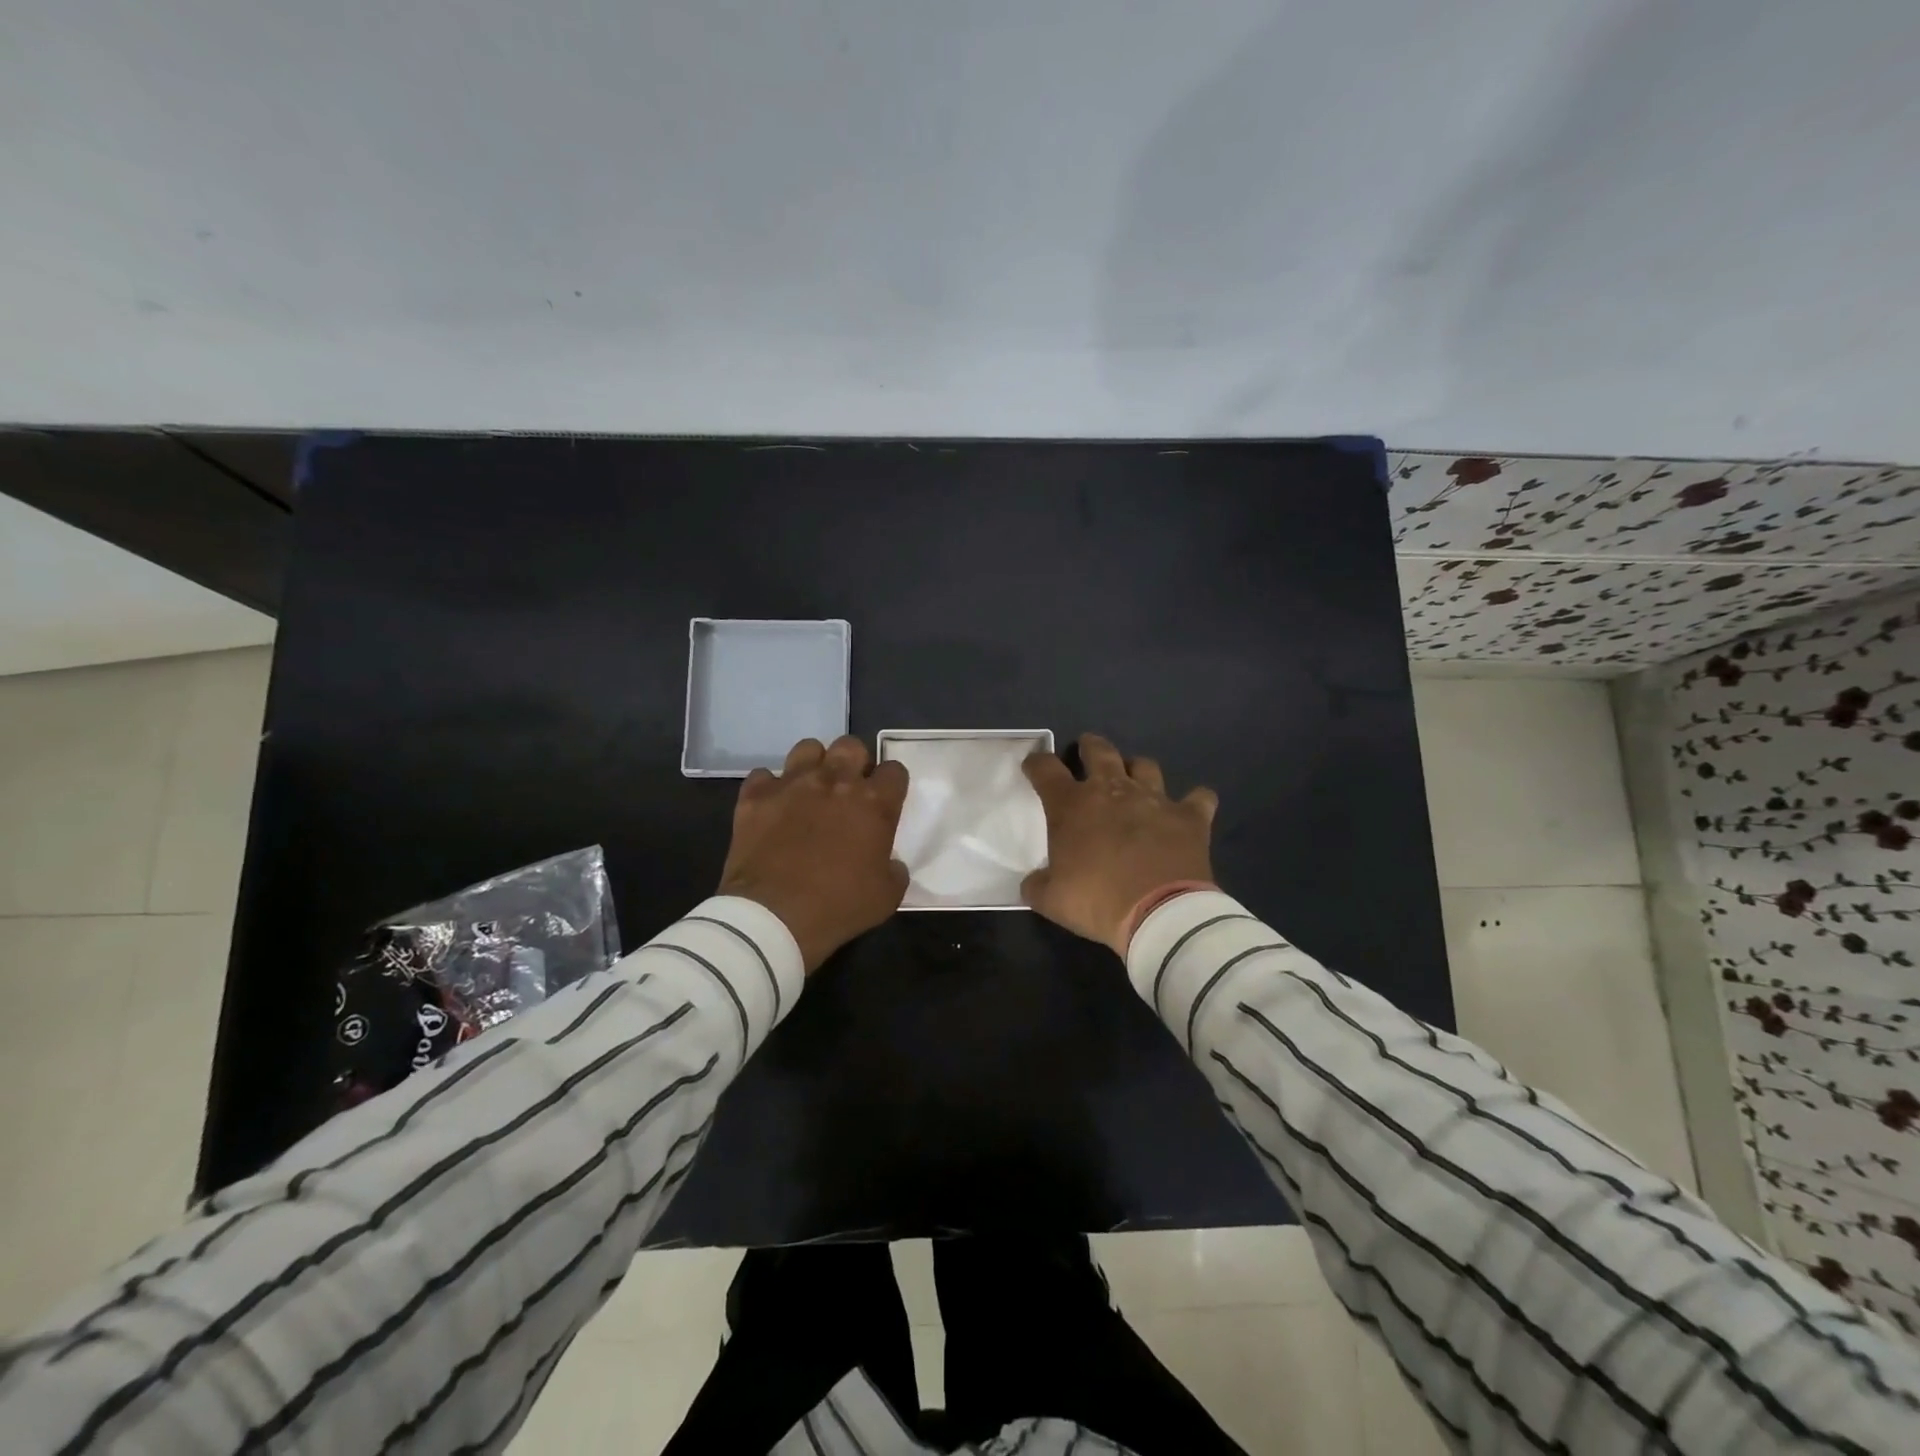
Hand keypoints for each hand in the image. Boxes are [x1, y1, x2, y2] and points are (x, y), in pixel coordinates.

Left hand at [718, 736, 910, 973]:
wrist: (773, 917)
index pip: (894, 770)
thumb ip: (894, 870)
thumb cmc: (838, 907)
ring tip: (810, 790)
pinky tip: (772, 807)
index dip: (891, 784)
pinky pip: (763, 776)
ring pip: (808, 748)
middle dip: (854, 763)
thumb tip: (889, 862)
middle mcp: (835, 782)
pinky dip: (769, 788)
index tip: (885, 802)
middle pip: (851, 746)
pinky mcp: (755, 796)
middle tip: (848, 790)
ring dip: (814, 765)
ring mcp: (792, 784)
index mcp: (874, 803)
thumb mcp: (887, 897)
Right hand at [1021, 733, 1218, 957]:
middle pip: (1099, 750)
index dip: (1036, 763)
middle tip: (1087, 749)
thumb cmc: (1097, 901)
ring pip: (1145, 766)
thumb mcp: (1051, 900)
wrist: (1160, 913)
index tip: (1033, 766)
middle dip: (1090, 746)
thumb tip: (1032, 882)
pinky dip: (1195, 800)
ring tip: (1134, 778)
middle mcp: (1112, 791)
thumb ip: (1037, 885)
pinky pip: (1199, 798)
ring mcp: (1154, 799)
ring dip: (1137, 769)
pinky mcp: (1189, 816)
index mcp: (1072, 806)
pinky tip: (1192, 807)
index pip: (1046, 770)